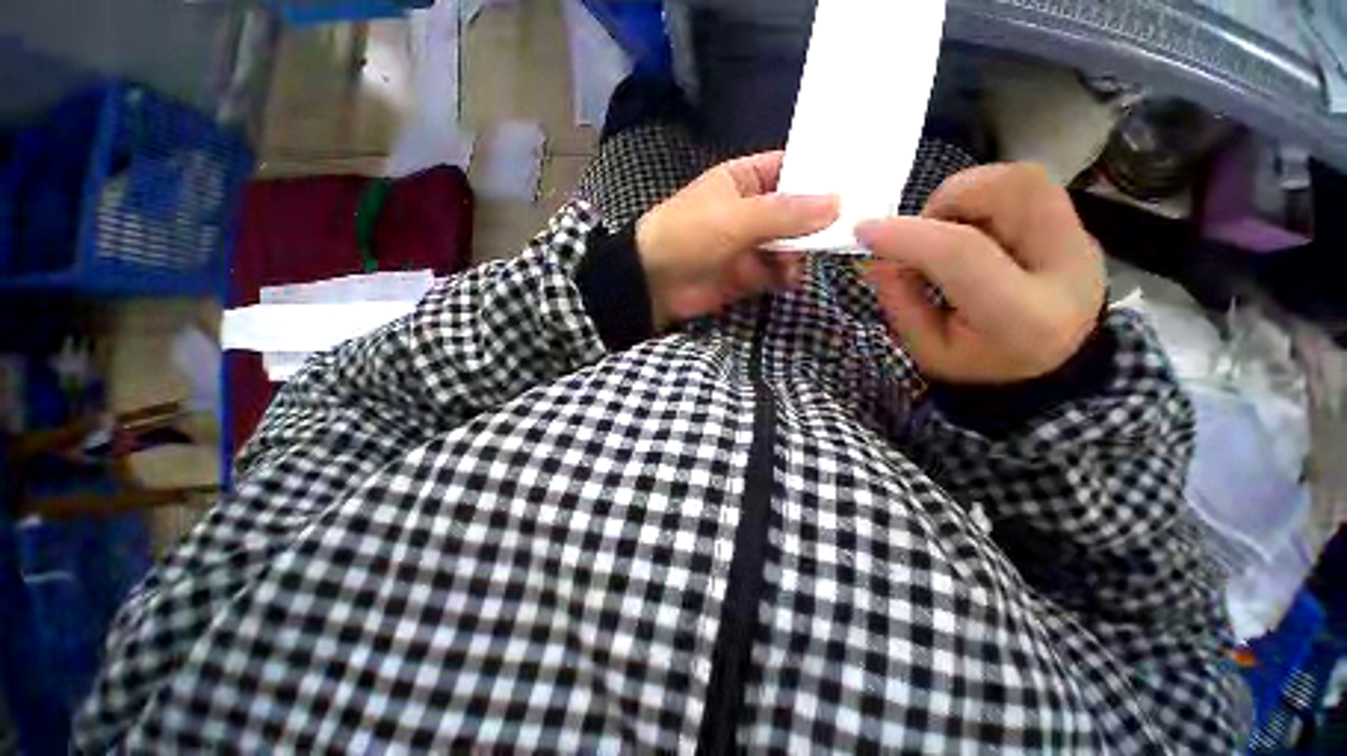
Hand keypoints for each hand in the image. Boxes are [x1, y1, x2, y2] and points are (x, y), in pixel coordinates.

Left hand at [637, 151, 838, 329]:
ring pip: (791, 244)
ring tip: (802, 261)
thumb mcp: (737, 217)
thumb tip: (838, 204)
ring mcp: (752, 244)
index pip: (792, 169)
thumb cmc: (689, 235)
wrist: (654, 283)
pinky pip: (778, 272)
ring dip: (801, 253)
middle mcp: (753, 209)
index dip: (821, 175)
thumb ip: (785, 212)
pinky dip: (786, 276)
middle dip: (817, 221)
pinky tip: (788, 280)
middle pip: (797, 210)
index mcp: (746, 180)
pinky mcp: (749, 275)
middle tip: (845, 230)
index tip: (856, 183)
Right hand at [858, 164, 1105, 383]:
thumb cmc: (982, 364)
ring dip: (966, 193)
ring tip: (945, 230)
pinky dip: (984, 195)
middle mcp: (1065, 267)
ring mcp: (1080, 239)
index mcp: (1021, 315)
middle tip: (921, 232)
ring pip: (1021, 177)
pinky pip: (1027, 184)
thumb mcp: (928, 350)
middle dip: (947, 200)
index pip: (962, 253)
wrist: (1054, 363)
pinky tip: (970, 227)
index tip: (864, 231)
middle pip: (1010, 192)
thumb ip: (901, 303)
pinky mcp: (1077, 225)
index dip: (908, 236)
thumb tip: (875, 260)